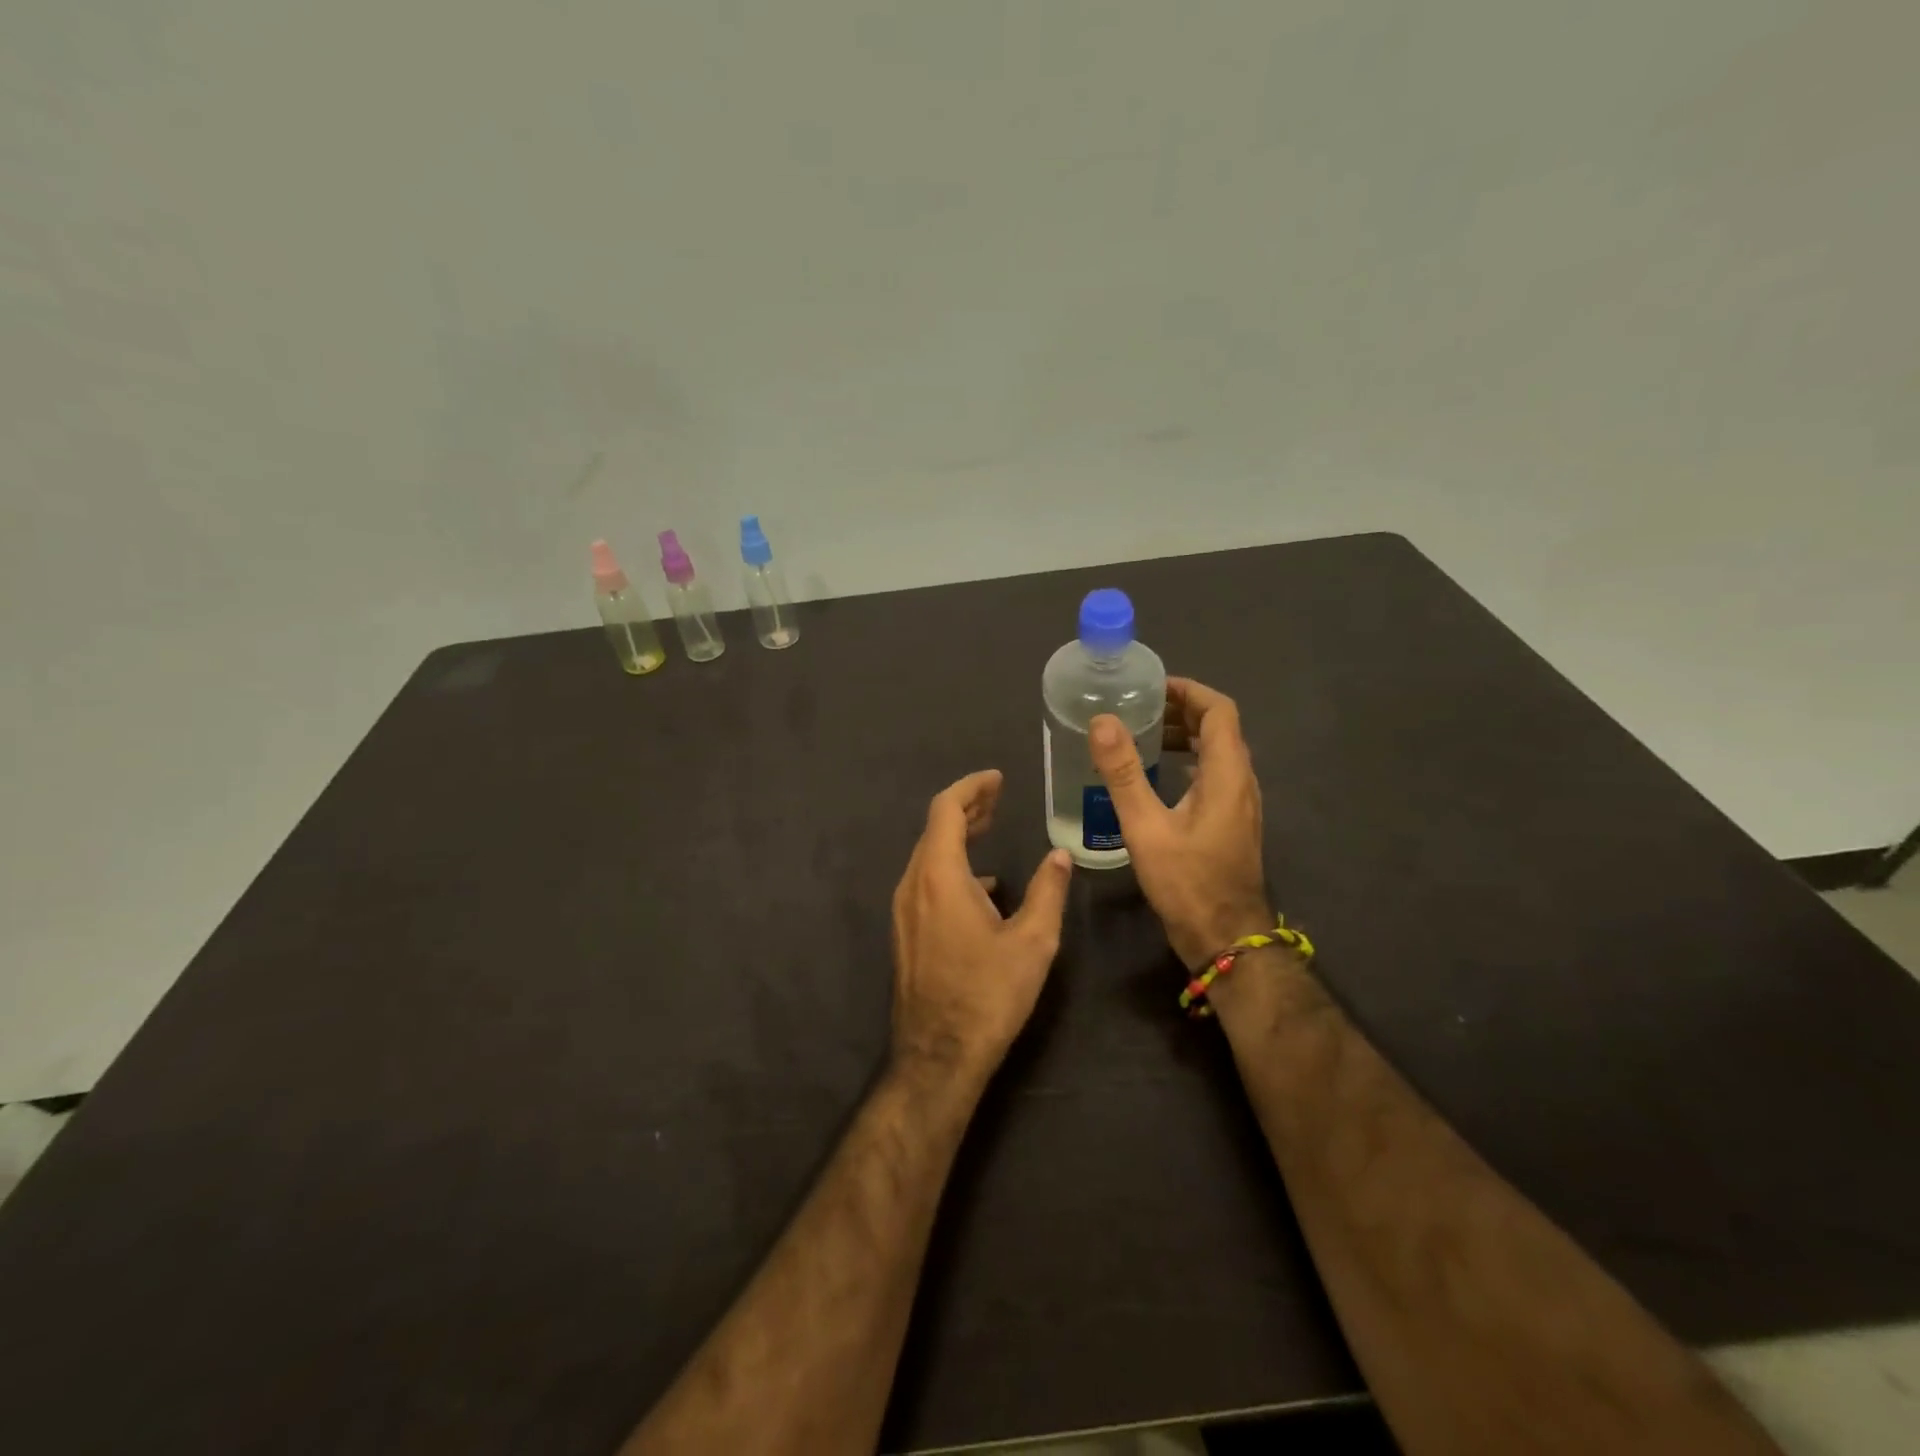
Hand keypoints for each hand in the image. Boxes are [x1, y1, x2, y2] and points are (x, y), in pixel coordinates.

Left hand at [889, 770, 1073, 1080]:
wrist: (938, 1055)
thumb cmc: (988, 994)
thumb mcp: (1032, 942)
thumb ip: (1047, 891)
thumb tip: (1059, 855)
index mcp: (940, 876)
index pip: (946, 809)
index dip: (971, 788)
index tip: (997, 779)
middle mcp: (913, 885)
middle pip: (935, 829)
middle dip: (966, 807)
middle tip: (998, 797)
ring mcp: (904, 910)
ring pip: (928, 855)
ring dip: (957, 836)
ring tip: (989, 829)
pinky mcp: (905, 932)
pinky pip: (926, 882)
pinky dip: (951, 867)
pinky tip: (982, 885)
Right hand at [1089, 678, 1271, 968]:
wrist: (1225, 939)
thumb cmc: (1188, 883)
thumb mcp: (1147, 827)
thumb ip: (1124, 774)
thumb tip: (1103, 721)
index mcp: (1227, 774)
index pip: (1219, 711)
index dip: (1189, 691)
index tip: (1152, 686)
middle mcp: (1241, 782)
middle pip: (1219, 729)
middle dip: (1181, 711)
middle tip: (1137, 709)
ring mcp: (1239, 805)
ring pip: (1216, 754)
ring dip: (1184, 737)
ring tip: (1142, 737)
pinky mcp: (1230, 824)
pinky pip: (1212, 777)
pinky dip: (1187, 763)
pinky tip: (1155, 779)